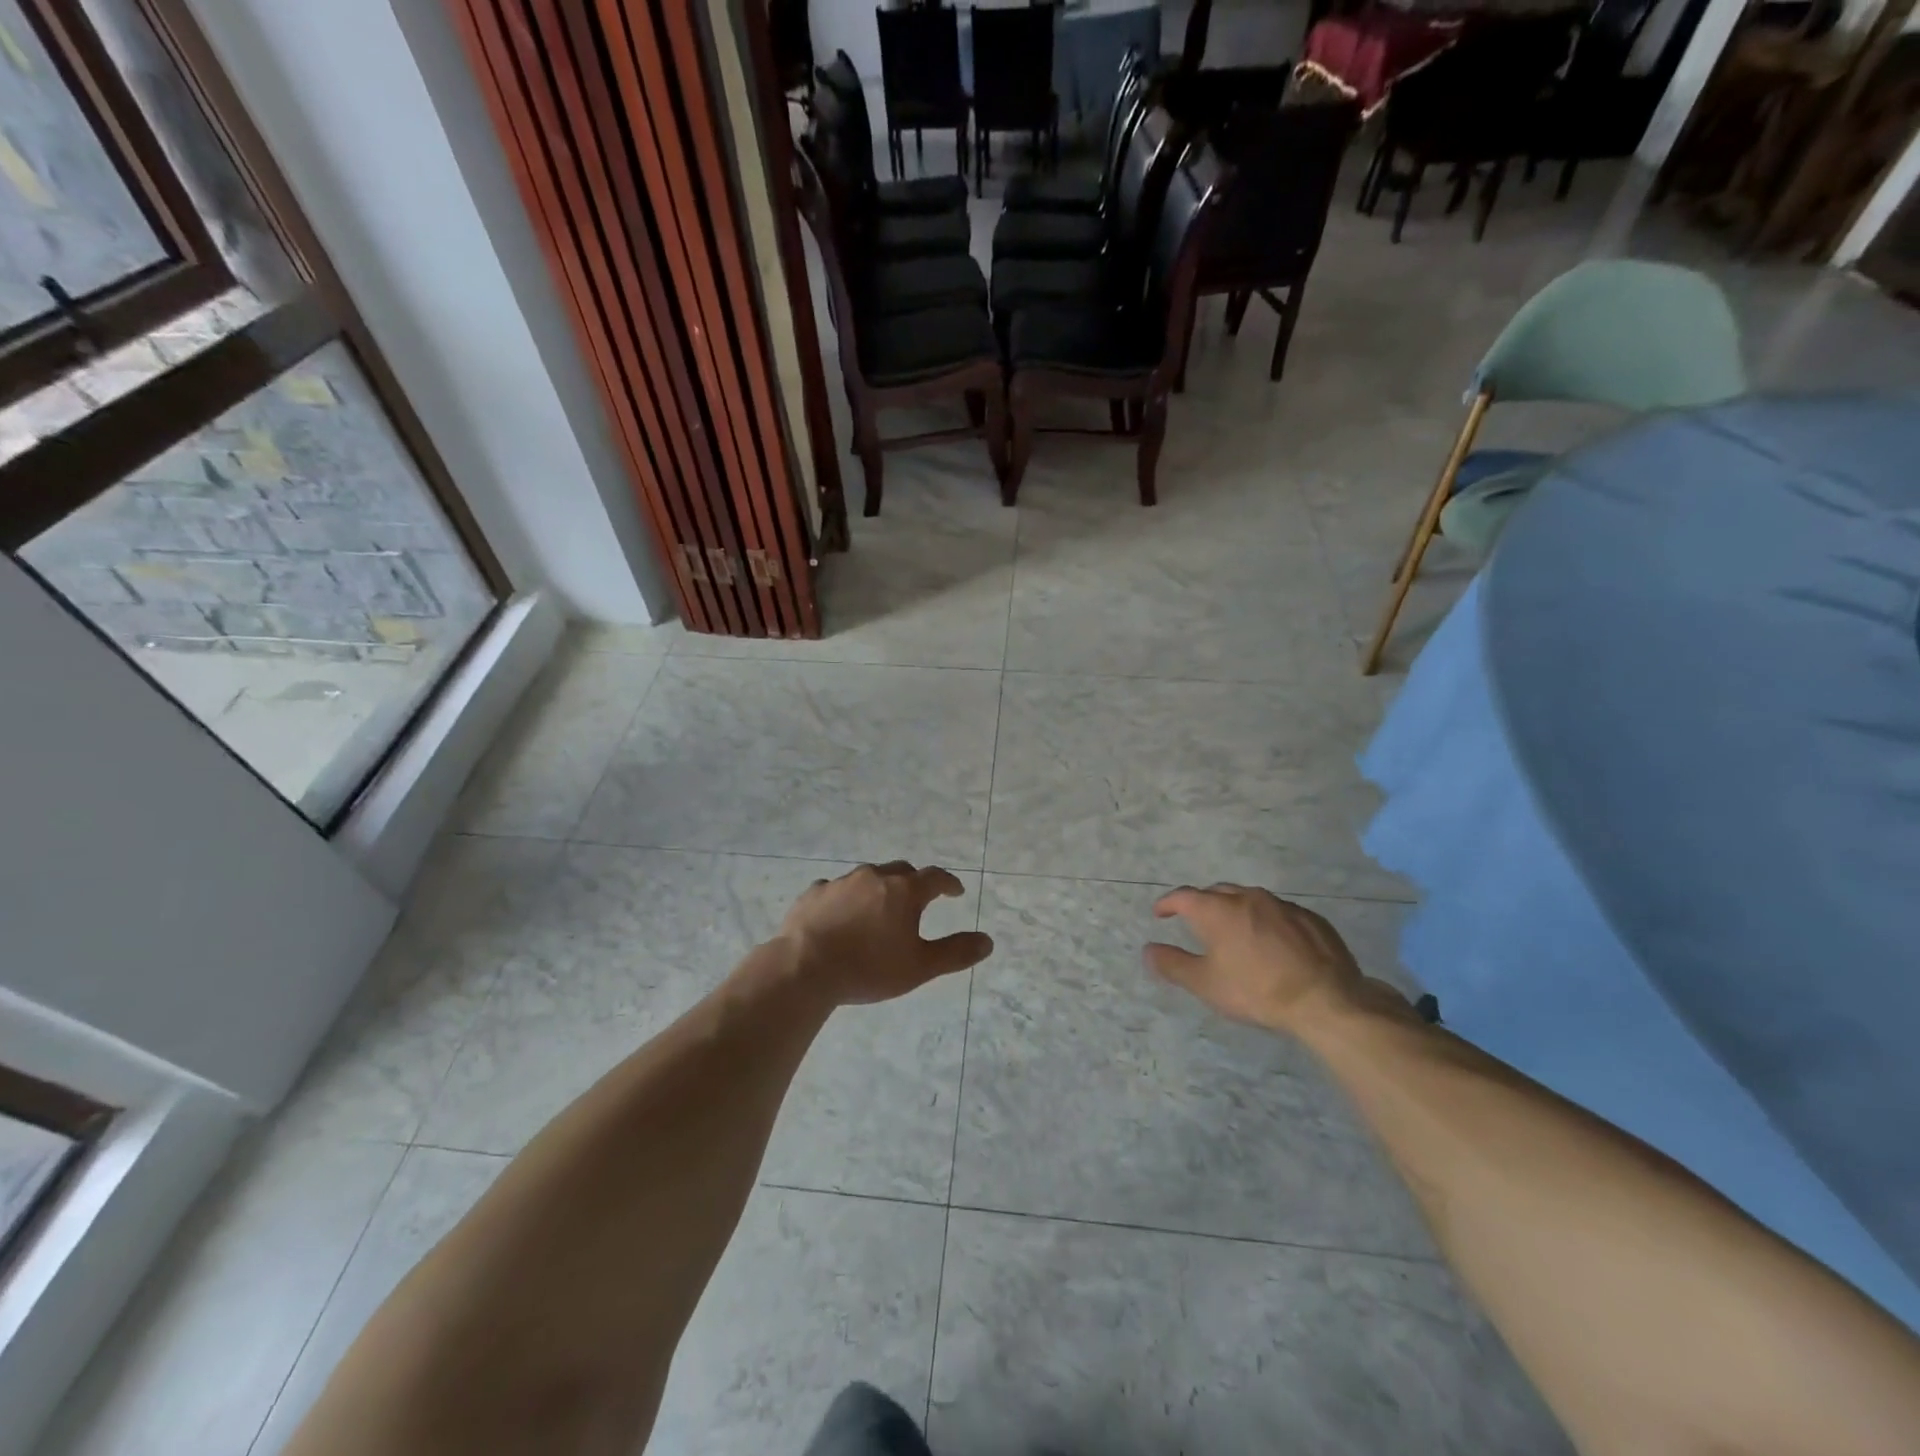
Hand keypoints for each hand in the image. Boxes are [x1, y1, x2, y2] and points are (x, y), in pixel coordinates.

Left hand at [777, 862, 993, 1005]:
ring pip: (868, 876)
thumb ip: (956, 952)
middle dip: (914, 882)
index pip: (935, 877)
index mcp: (904, 891)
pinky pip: (836, 889)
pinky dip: (846, 898)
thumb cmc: (869, 968)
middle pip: (902, 870)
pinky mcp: (814, 893)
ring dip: (879, 888)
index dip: (948, 883)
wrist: (805, 967)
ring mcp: (841, 882)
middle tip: (918, 899)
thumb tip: (988, 941)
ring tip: (879, 909)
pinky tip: (841, 916)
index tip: (955, 892)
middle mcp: (874, 877)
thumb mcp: (920, 967)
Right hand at [1145, 884, 1367, 1034]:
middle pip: (1217, 892)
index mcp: (1217, 910)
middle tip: (1197, 922)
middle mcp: (1247, 897)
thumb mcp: (1206, 984)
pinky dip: (1267, 921)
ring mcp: (1282, 905)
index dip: (1168, 903)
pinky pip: (1279, 912)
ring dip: (1236, 910)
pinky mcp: (1310, 918)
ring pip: (1250, 899)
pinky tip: (1272, 943)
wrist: (1326, 1000)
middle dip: (1202, 903)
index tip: (1160, 913)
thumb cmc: (1257, 990)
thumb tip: (1147, 950)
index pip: (1183, 896)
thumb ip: (1172, 964)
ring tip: (1235, 931)